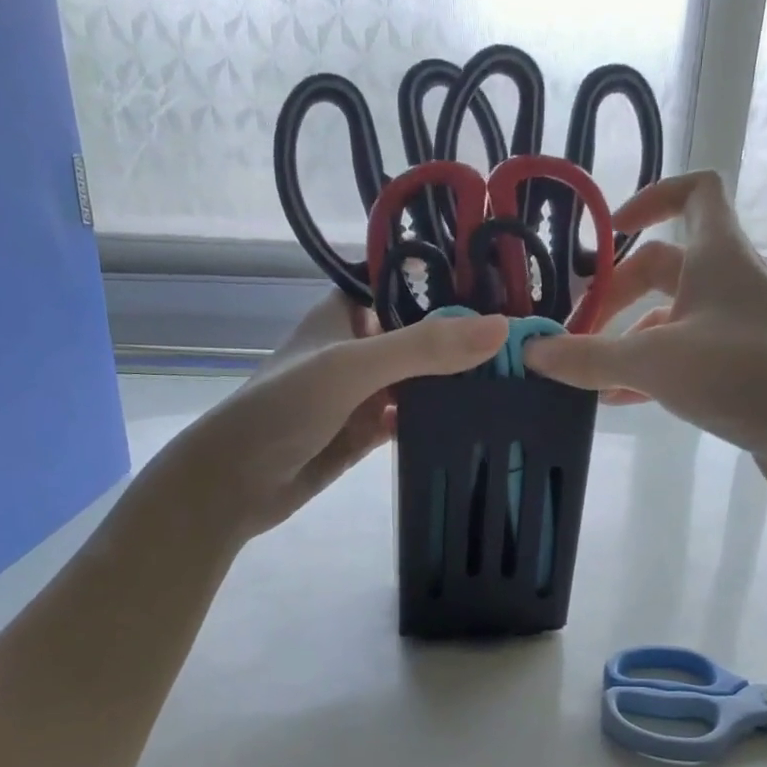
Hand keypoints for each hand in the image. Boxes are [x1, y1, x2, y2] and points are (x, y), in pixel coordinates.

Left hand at [166, 292, 506, 540]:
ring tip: (521, 376)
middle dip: (466, 337)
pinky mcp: (367, 431)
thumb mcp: (352, 367)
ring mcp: (364, 391)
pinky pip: (413, 418)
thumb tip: (501, 329)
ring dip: (458, 380)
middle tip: (531, 341)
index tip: (514, 288)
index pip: (409, 283)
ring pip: (422, 378)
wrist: (235, 484)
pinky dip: (440, 417)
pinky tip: (481, 419)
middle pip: (422, 333)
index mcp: (347, 311)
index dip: (455, 283)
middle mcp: (359, 345)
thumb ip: (422, 347)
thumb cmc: (283, 408)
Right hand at [524, 172, 766, 473]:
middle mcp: (729, 282)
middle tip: (574, 331)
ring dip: (626, 338)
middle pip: (662, 268)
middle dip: (613, 295)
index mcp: (717, 254)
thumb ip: (589, 357)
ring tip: (586, 372)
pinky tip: (618, 400)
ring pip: (669, 319)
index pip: (694, 192)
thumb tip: (530, 351)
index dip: (651, 199)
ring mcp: (737, 328)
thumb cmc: (742, 372)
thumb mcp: (653, 362)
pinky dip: (648, 371)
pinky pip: (683, 358)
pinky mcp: (740, 370)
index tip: (608, 231)